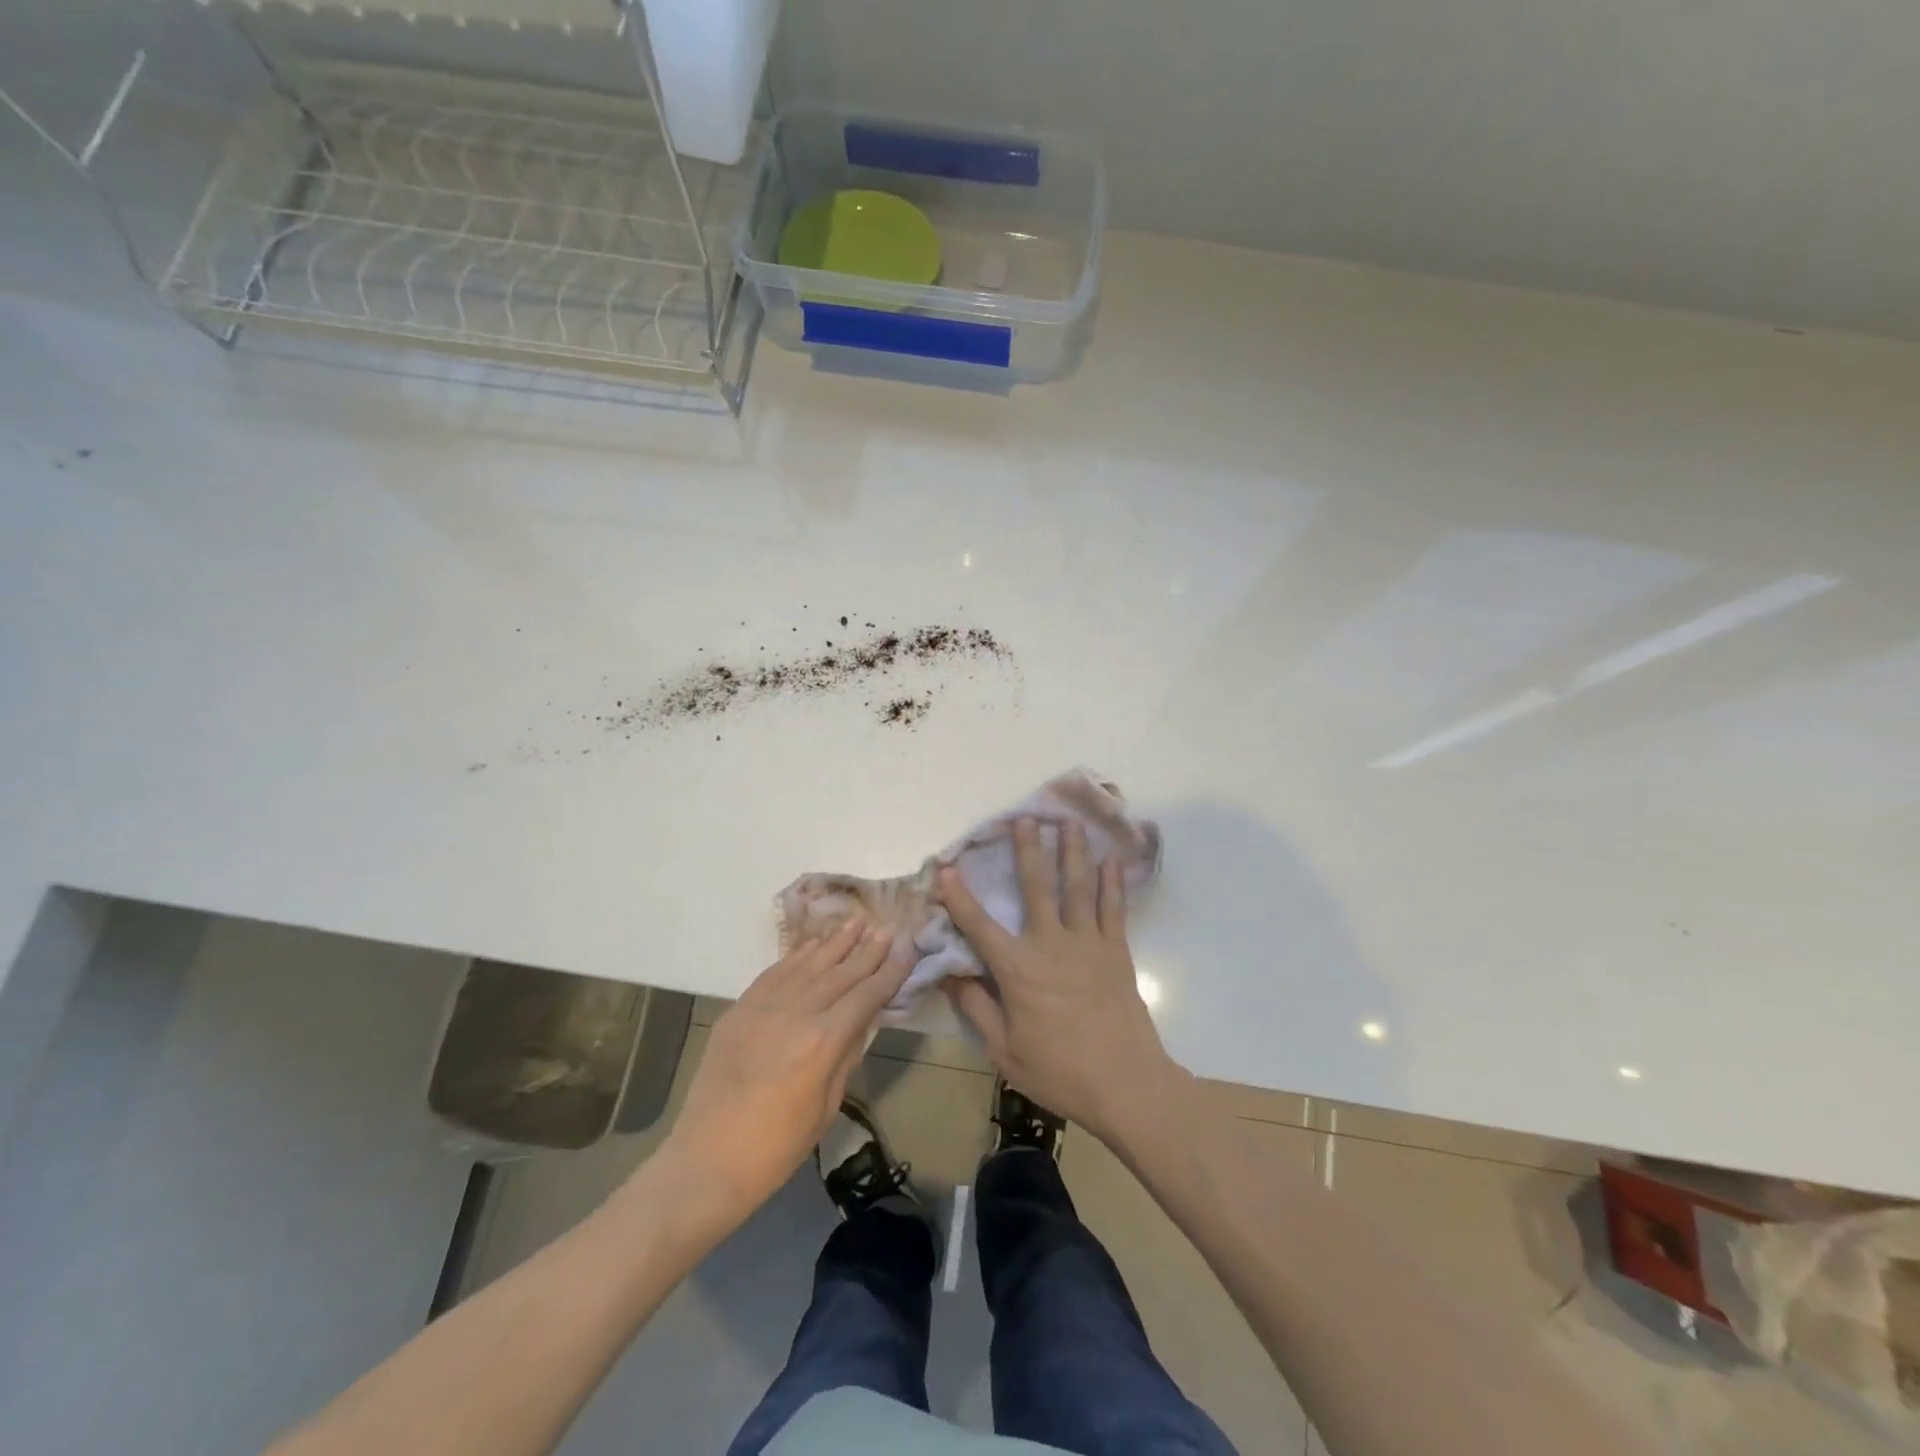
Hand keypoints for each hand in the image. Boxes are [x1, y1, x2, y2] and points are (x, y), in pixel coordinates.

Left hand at [658, 920, 910, 1221]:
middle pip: (839, 973)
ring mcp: (763, 1007)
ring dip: (833, 942)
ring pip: (807, 965)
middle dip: (866, 950)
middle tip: (886, 927)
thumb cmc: (776, 1147)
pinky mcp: (739, 1010)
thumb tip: (862, 1020)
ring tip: (855, 922)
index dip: (889, 972)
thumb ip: (846, 1055)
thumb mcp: (826, 1105)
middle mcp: (795, 1013)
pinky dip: (796, 956)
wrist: (706, 1161)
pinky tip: (812, 944)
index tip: (907, 949)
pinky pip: (774, 973)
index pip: (866, 996)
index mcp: (822, 1042)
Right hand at [939, 819, 1176, 1142]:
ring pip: (1077, 887)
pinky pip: (1112, 908)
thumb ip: (977, 1009)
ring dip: (1072, 852)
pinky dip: (1111, 882)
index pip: (979, 926)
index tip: (946, 868)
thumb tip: (951, 974)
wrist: (1127, 1085)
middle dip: (1028, 850)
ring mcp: (1087, 944)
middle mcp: (1051, 944)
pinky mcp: (1116, 951)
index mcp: (1018, 969)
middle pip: (1036, 887)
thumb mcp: (1004, 1050)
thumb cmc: (1060, 1072)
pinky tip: (1110, 860)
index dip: (959, 897)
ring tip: (1069, 822)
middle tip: (1024, 818)